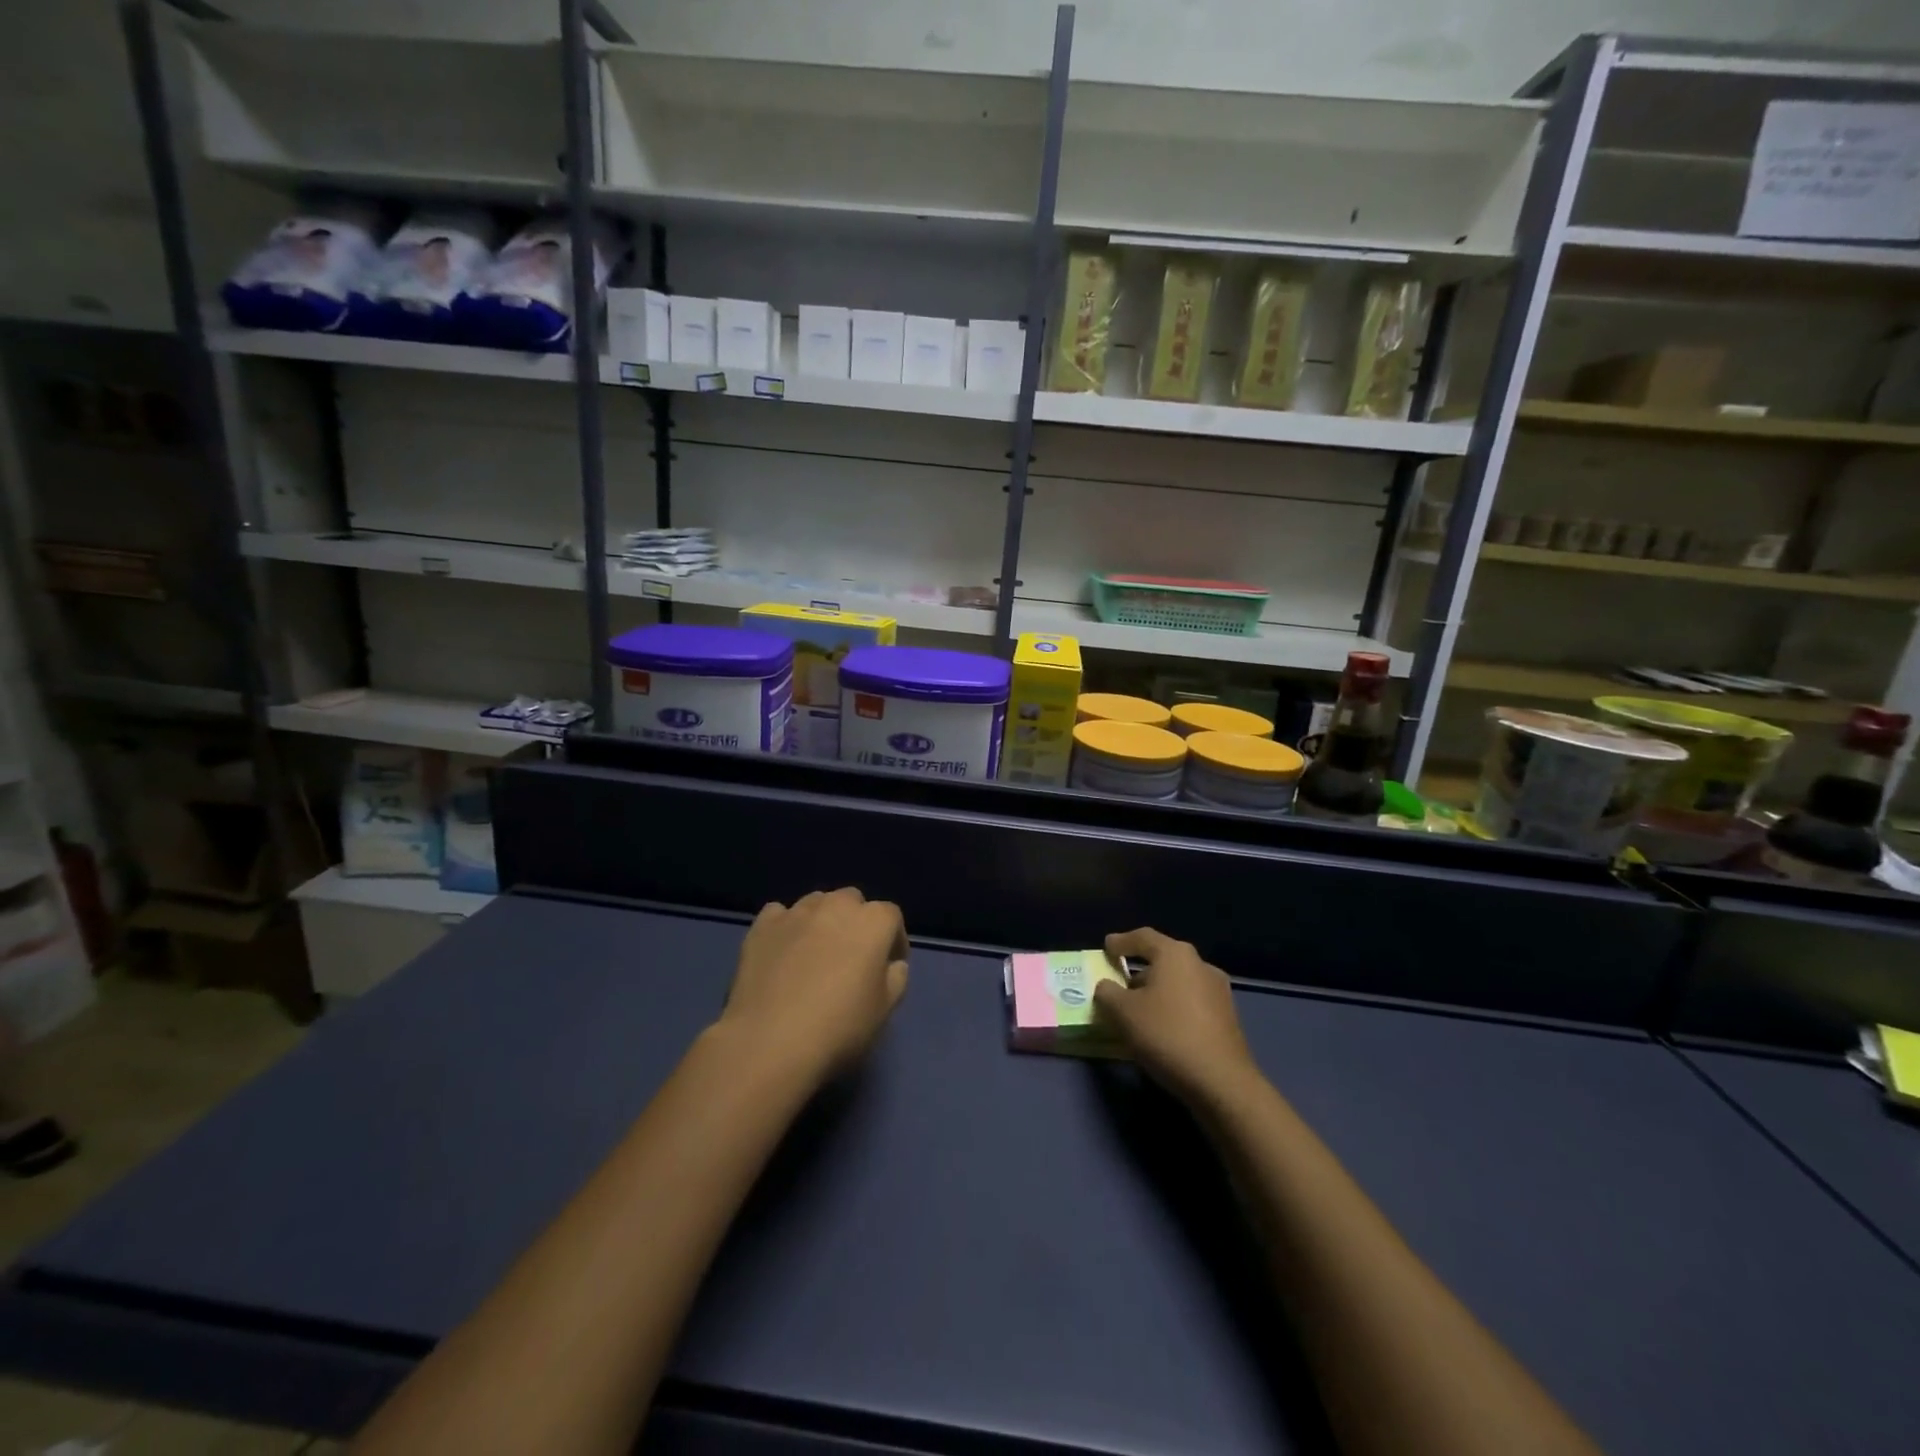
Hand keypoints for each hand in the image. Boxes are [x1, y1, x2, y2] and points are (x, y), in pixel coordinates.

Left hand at [718, 888, 908, 1083]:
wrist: (770, 1041)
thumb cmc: (839, 1027)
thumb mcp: (884, 1010)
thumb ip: (896, 978)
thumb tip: (893, 965)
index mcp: (873, 922)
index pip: (892, 916)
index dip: (893, 940)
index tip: (889, 965)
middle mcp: (836, 905)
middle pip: (852, 901)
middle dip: (856, 922)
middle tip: (851, 957)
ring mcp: (796, 913)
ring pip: (816, 903)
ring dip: (822, 920)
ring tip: (815, 952)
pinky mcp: (763, 926)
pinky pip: (780, 915)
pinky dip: (786, 927)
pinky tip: (782, 951)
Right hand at [1095, 928, 1258, 1105]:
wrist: (1221, 1082)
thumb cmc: (1167, 1034)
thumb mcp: (1123, 1013)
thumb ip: (1107, 993)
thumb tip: (1107, 987)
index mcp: (1175, 954)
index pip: (1143, 937)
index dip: (1121, 941)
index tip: (1107, 947)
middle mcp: (1200, 965)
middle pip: (1163, 960)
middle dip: (1138, 971)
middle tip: (1118, 987)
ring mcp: (1219, 992)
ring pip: (1178, 983)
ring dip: (1156, 992)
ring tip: (1138, 1013)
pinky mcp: (1227, 1018)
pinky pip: (1191, 1003)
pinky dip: (1173, 1008)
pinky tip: (1162, 1030)